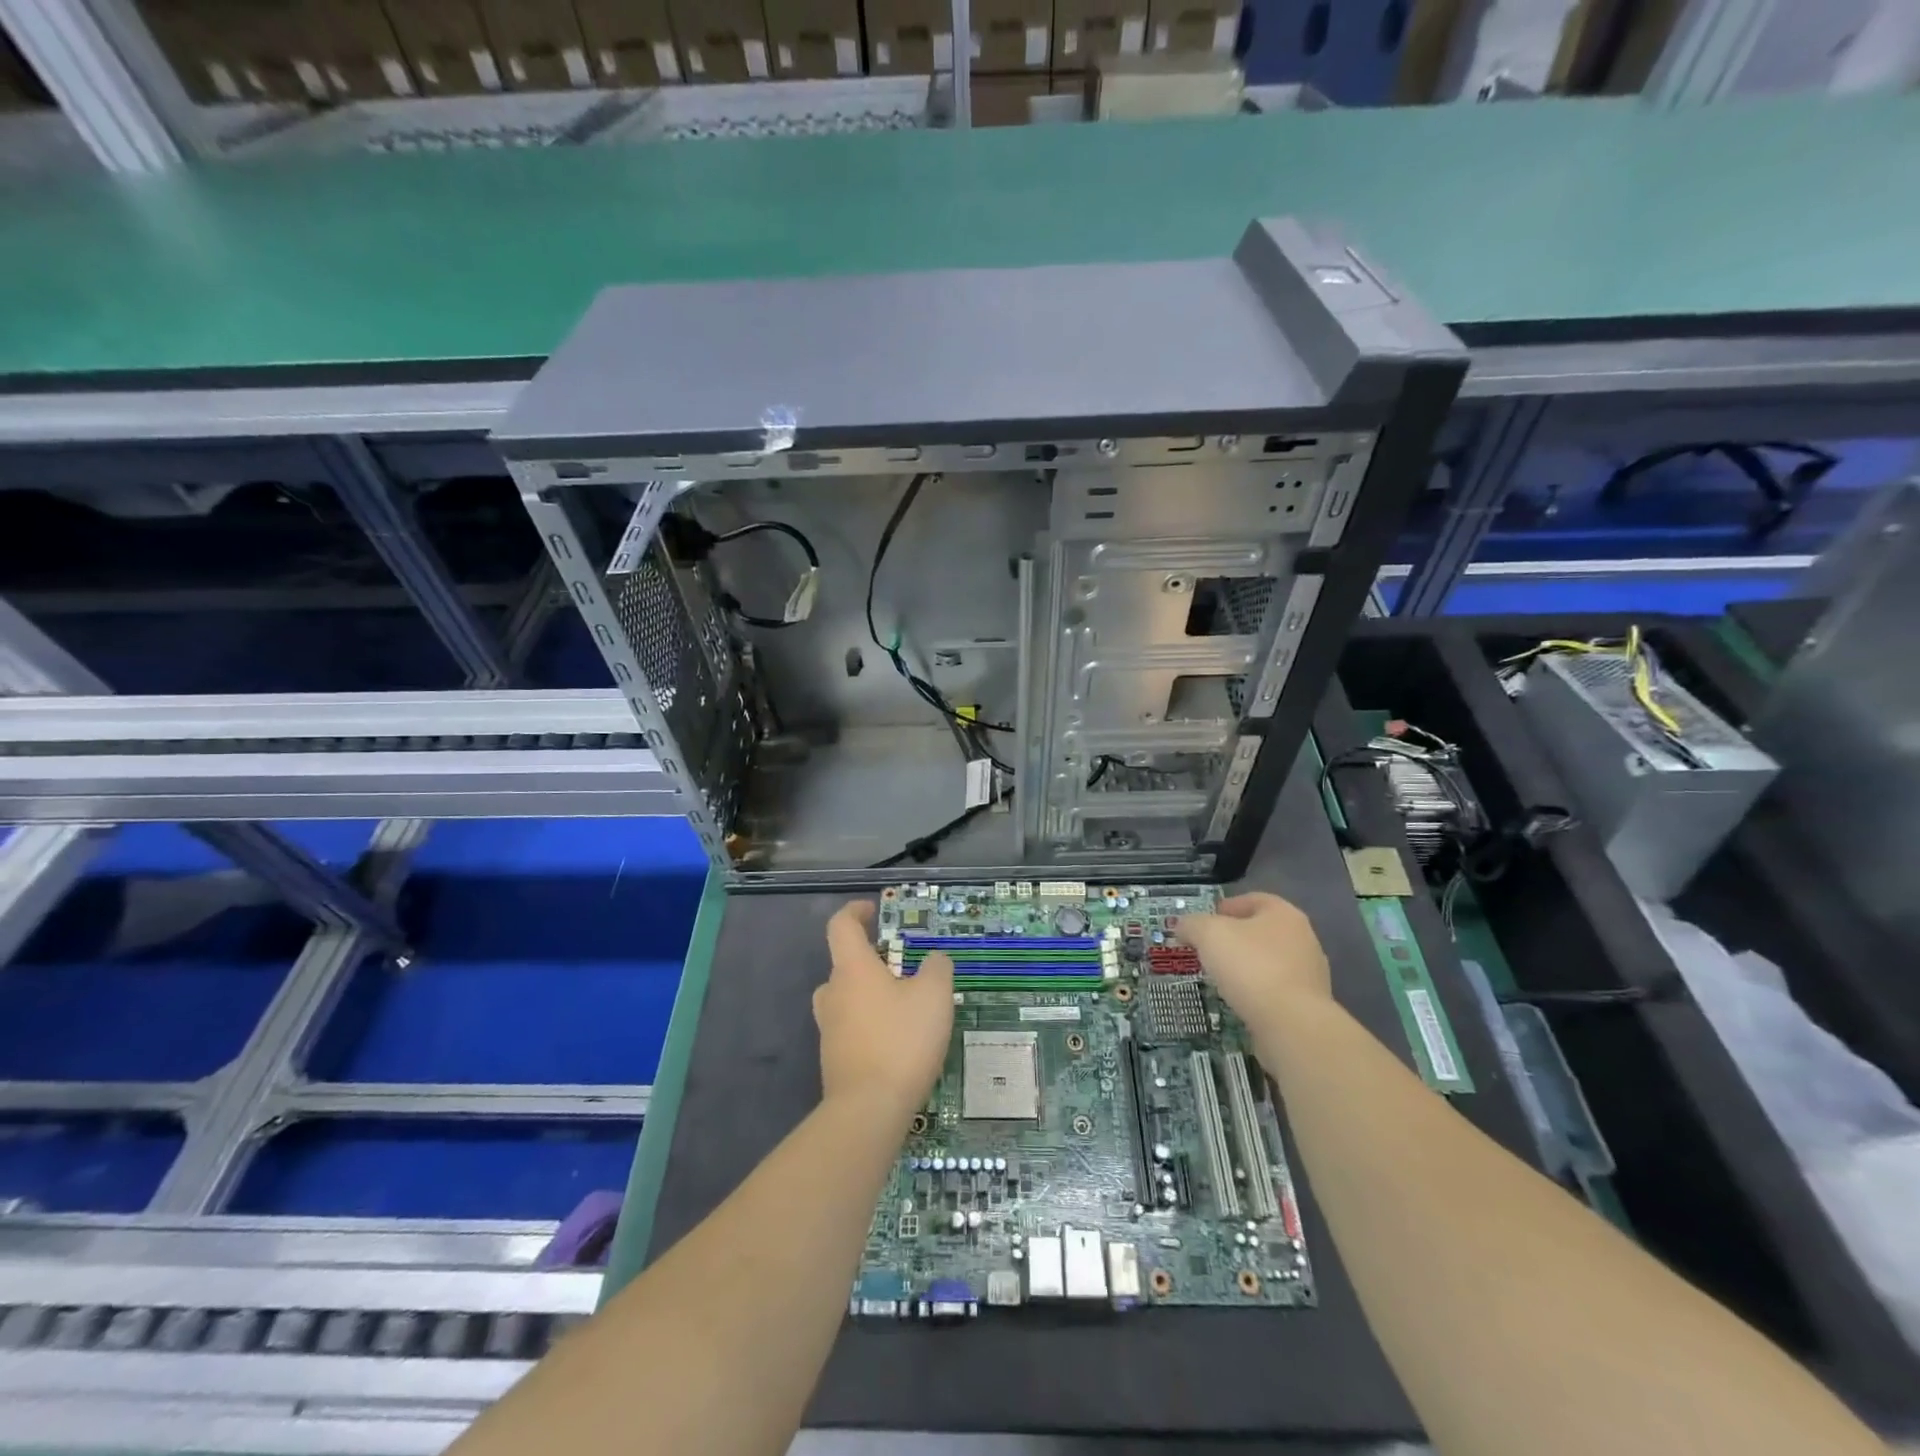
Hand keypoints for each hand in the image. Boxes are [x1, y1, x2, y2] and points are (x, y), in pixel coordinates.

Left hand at [814, 902, 953, 1117]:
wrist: (868, 1109)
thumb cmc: (902, 1040)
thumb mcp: (935, 996)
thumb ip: (938, 968)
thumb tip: (934, 960)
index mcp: (852, 969)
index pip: (841, 926)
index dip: (855, 912)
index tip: (874, 911)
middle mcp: (833, 993)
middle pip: (845, 964)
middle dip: (872, 961)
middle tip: (904, 970)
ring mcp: (829, 1029)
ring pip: (847, 999)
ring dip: (871, 996)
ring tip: (905, 1008)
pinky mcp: (834, 1060)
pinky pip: (852, 1029)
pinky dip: (871, 1026)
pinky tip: (899, 1043)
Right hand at [1179, 892, 1331, 1026]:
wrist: (1291, 1024)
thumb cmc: (1250, 966)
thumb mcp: (1208, 934)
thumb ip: (1192, 925)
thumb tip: (1183, 927)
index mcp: (1284, 914)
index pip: (1253, 900)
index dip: (1227, 906)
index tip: (1205, 921)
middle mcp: (1303, 939)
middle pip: (1262, 931)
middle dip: (1235, 938)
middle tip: (1208, 949)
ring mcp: (1310, 974)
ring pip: (1269, 961)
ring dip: (1246, 966)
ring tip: (1221, 977)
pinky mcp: (1308, 1005)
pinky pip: (1276, 990)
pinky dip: (1257, 991)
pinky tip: (1240, 1000)